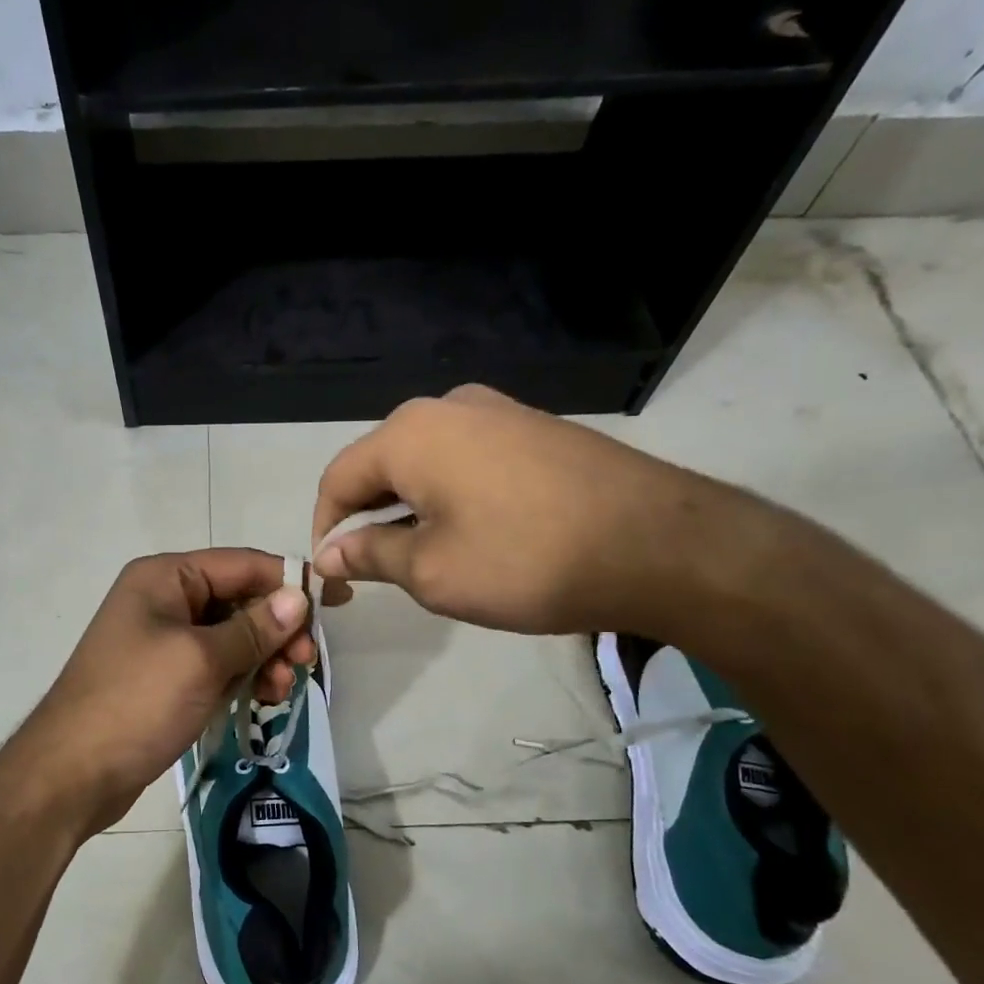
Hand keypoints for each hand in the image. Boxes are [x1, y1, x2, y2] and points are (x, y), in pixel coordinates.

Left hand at [17, 550, 313, 835]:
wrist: (72, 774)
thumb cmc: (137, 703)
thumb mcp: (201, 660)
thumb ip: (254, 628)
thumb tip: (298, 597)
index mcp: (165, 577)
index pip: (241, 564)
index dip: (290, 580)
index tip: (336, 602)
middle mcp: (164, 599)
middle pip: (239, 600)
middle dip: (277, 629)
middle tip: (305, 662)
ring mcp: (164, 640)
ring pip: (232, 637)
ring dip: (264, 658)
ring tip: (282, 689)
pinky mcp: (166, 677)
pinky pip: (217, 665)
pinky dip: (242, 677)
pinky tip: (263, 698)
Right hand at [311, 384, 723, 636]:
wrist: (658, 543)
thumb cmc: (525, 560)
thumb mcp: (432, 571)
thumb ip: (369, 555)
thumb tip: (329, 553)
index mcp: (410, 433)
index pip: (338, 479)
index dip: (326, 530)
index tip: (335, 578)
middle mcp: (447, 406)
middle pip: (381, 465)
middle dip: (368, 519)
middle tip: (375, 573)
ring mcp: (497, 410)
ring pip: (426, 462)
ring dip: (409, 509)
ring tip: (425, 558)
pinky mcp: (534, 427)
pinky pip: (467, 459)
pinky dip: (451, 496)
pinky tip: (473, 533)